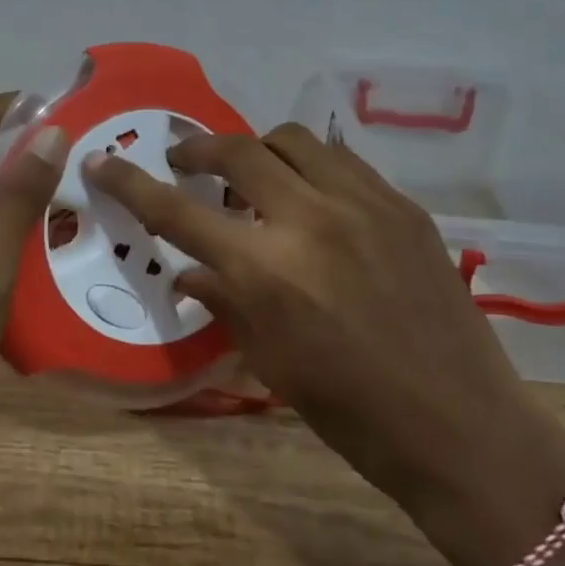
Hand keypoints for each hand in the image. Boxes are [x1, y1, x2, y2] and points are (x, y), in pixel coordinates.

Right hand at [84, 123, 564, 565]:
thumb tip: (186, 272)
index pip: (178, 211)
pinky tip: (311, 194)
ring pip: (292, 139)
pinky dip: (311, 165)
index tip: (103, 162)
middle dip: (197, 149)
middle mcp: (310, 219)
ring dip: (258, 149)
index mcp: (267, 270)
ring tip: (253, 175)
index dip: (131, 184)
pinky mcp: (402, 204)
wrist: (461, 426)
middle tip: (185, 162)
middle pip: (236, 150)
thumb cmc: (352, 412)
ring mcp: (363, 203)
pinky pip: (342, 160)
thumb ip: (222, 303)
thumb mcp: (270, 363)